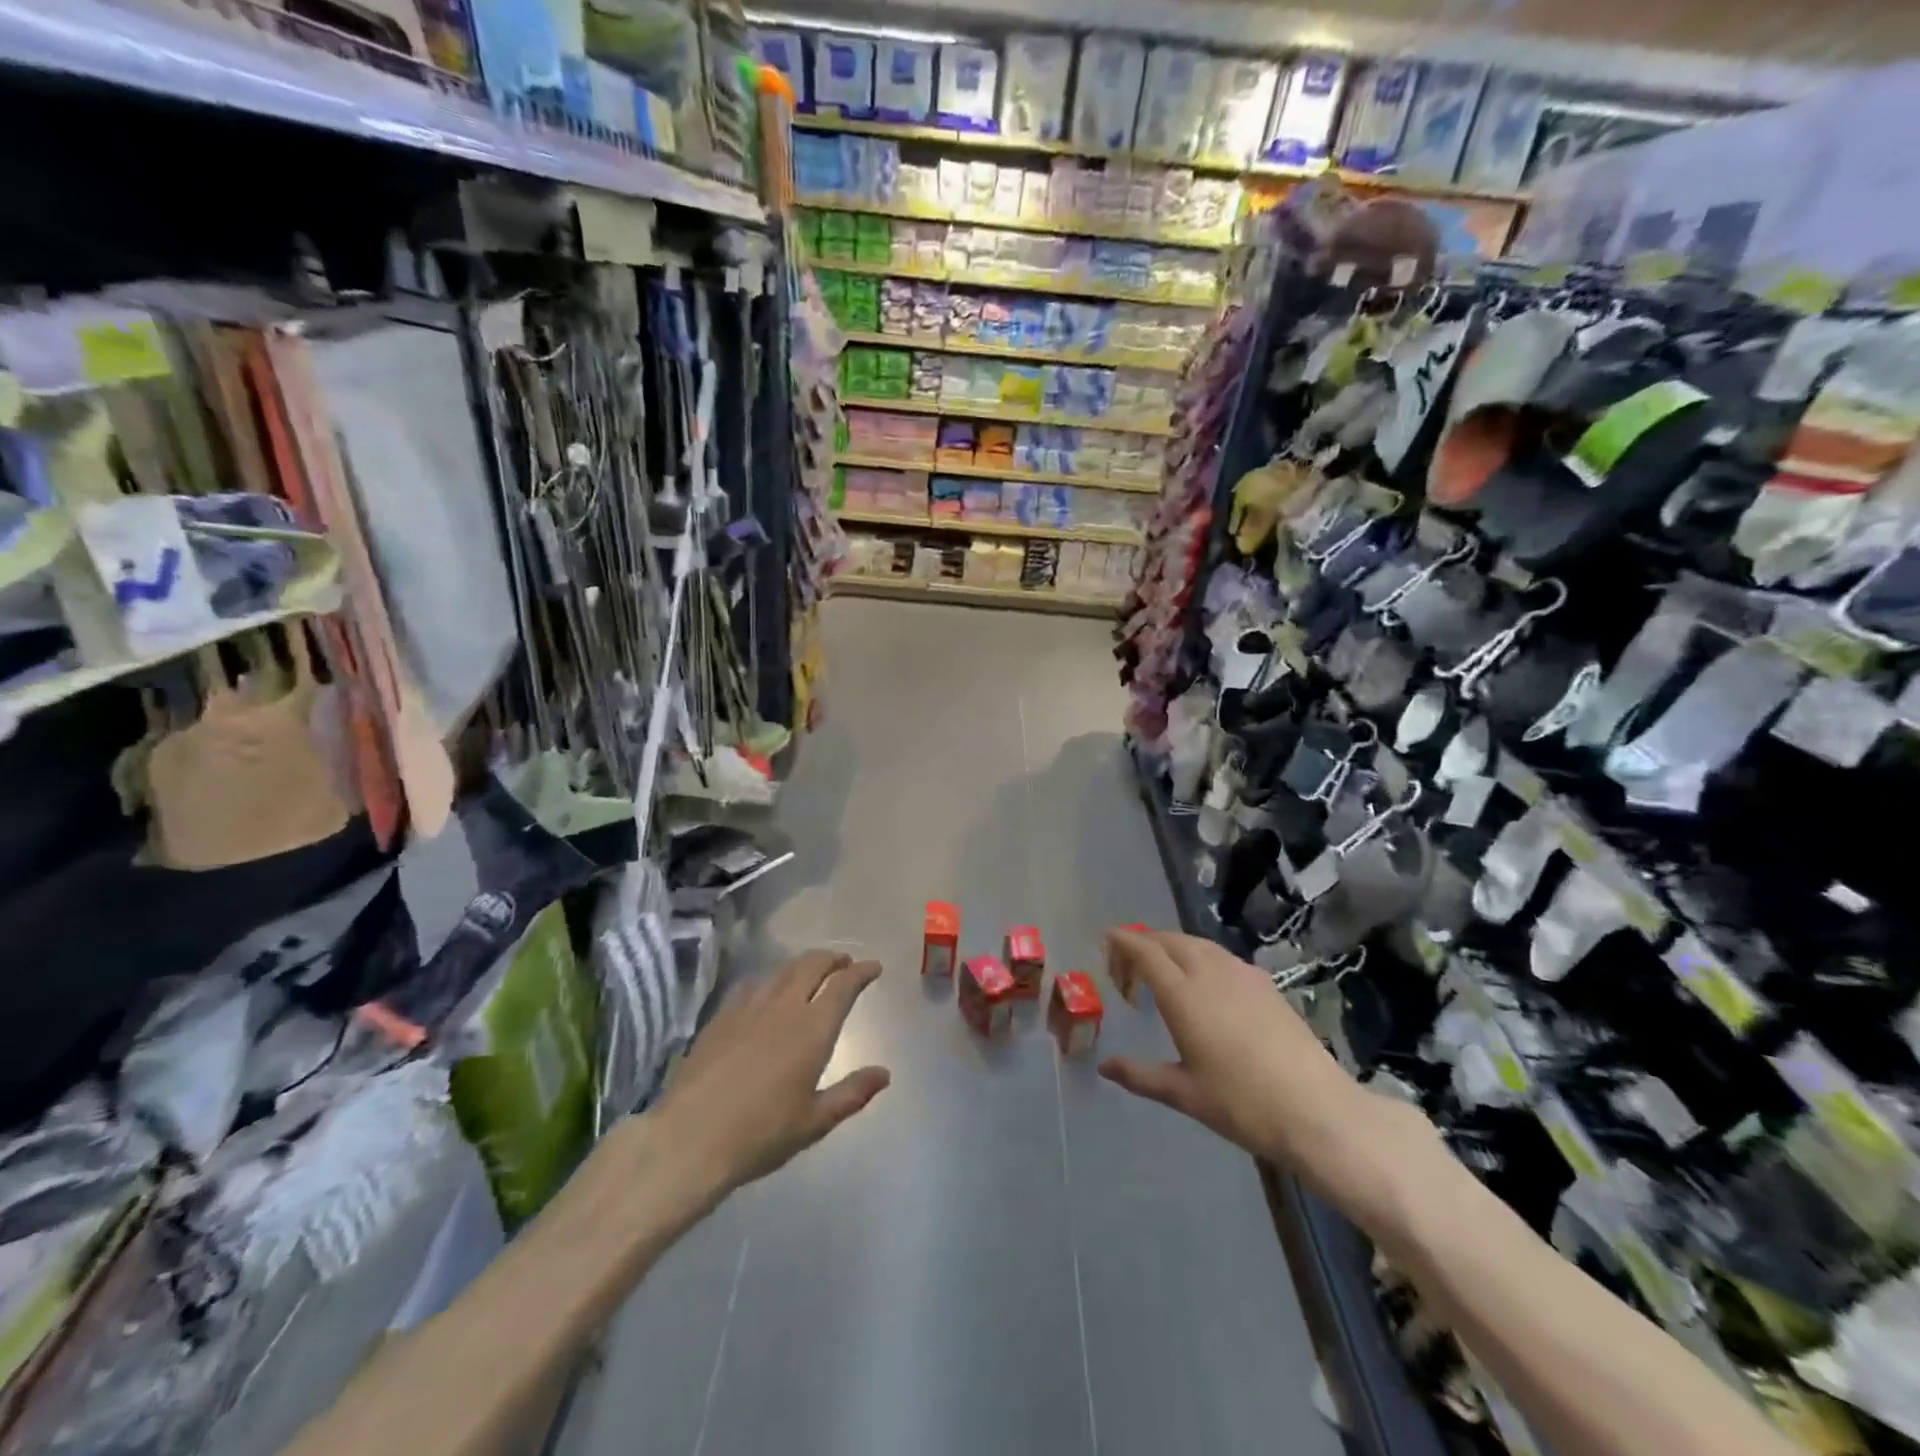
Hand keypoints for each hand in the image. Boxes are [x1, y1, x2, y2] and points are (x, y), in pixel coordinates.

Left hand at [656, 950, 889, 1195]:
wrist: (689, 1138)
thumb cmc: (760, 1134)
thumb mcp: (814, 1122)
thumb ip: (852, 1093)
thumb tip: (884, 1073)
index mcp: (813, 1029)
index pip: (843, 985)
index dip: (861, 971)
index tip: (874, 967)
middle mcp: (784, 1007)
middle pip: (812, 965)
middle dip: (833, 959)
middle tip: (844, 963)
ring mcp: (749, 1008)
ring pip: (782, 970)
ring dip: (803, 965)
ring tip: (811, 972)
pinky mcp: (721, 1017)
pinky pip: (752, 985)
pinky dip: (770, 980)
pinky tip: (767, 993)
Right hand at [1098, 928, 1440, 1227]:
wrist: (1315, 1109)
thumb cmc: (1241, 1103)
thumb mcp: (1183, 1093)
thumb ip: (1140, 1075)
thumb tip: (1105, 1067)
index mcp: (1182, 994)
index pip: (1145, 951)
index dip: (1123, 941)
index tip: (1107, 938)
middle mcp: (1209, 972)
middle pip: (1170, 940)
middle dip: (1145, 942)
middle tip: (1130, 965)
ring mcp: (1241, 975)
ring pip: (1198, 944)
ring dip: (1173, 947)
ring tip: (1164, 971)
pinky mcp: (1265, 984)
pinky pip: (1221, 956)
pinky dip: (1201, 957)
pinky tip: (1206, 984)